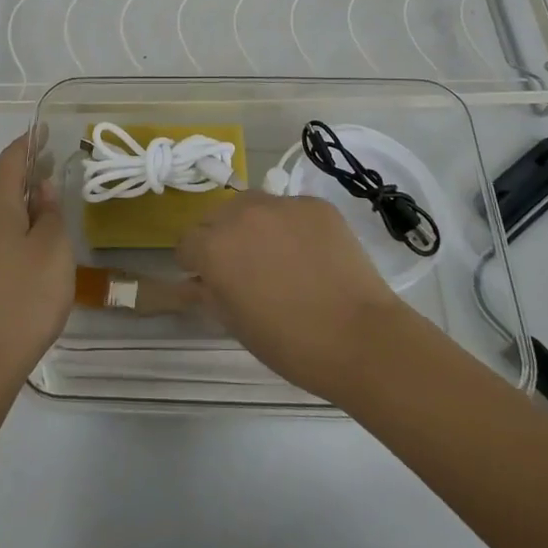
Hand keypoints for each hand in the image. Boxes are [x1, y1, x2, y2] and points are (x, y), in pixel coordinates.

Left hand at [0, 132, 73, 390]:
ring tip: (50, 203)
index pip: (9, 161)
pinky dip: (16, 226)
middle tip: (55, 165)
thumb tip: (41, 187)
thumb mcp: (52, 249)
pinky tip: (34, 243)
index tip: (43, 129)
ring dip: (22, 202)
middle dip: (27, 173)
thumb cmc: (23, 297)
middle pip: (1, 186)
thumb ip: (49, 213)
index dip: (27, 143)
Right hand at [177, 192, 408, 400]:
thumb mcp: (236, 324)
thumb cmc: (291, 343)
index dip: (195, 263)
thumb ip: (208, 294)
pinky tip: (311, 255)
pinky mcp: (314, 204)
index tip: (211, 280)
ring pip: (252, 205)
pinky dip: (292, 226)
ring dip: (253, 225)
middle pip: (216, 216)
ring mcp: (281, 204)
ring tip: (278, 256)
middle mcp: (241, 215)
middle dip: (221, 238)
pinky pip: (291, 209)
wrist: (361, 337)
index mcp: (214, 247)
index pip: (187, 243)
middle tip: (244, 268)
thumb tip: (193, 282)